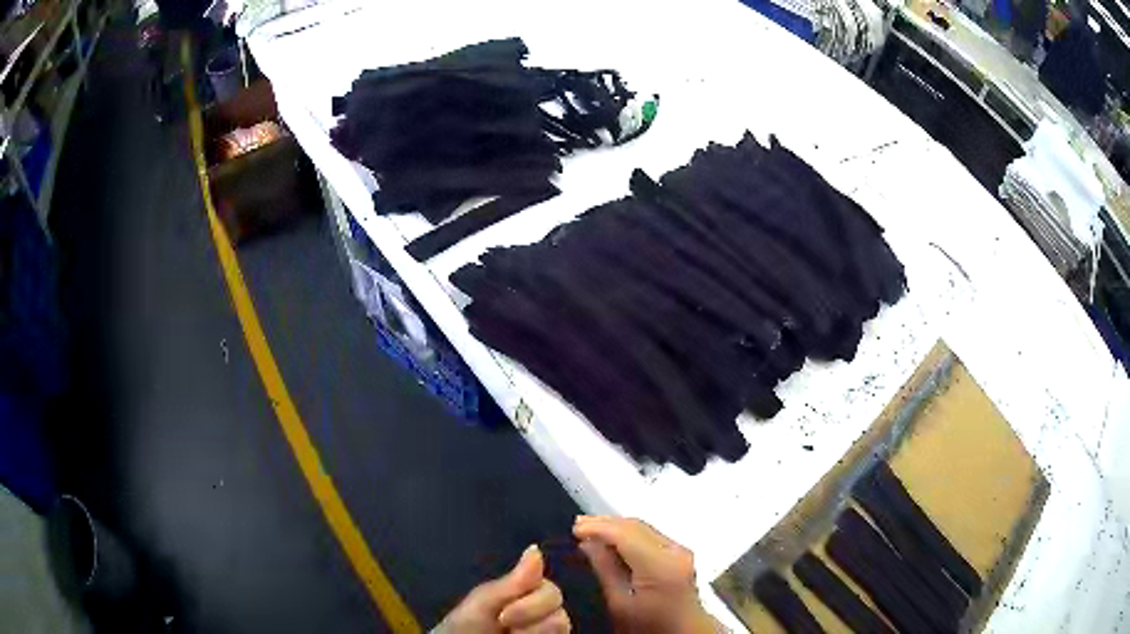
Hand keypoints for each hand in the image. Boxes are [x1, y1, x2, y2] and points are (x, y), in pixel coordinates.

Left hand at [436, 545, 570, 632]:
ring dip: (535, 632)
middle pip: (559, 604)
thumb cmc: (465, 625)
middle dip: (531, 615)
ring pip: (562, 623)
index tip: (504, 615)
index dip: (533, 602)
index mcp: (525, 593)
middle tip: (505, 627)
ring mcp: (546, 628)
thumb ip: (513, 581)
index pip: (550, 588)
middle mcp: (541, 610)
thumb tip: (536, 547)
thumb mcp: (484, 601)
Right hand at [574, 516, 719, 633]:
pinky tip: (612, 538)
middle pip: (636, 526)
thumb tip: (588, 544)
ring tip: (589, 529)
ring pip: (644, 527)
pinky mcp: (681, 554)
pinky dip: (629, 533)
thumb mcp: (619, 605)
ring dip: (616, 527)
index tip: (574, 529)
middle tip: (577, 525)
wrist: (683, 632)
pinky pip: (650, 535)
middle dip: (605, 523)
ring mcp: (681, 551)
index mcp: (660, 565)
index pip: (625, 534)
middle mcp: (675, 551)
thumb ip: (604, 570)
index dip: (598, 527)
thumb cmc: (648, 626)